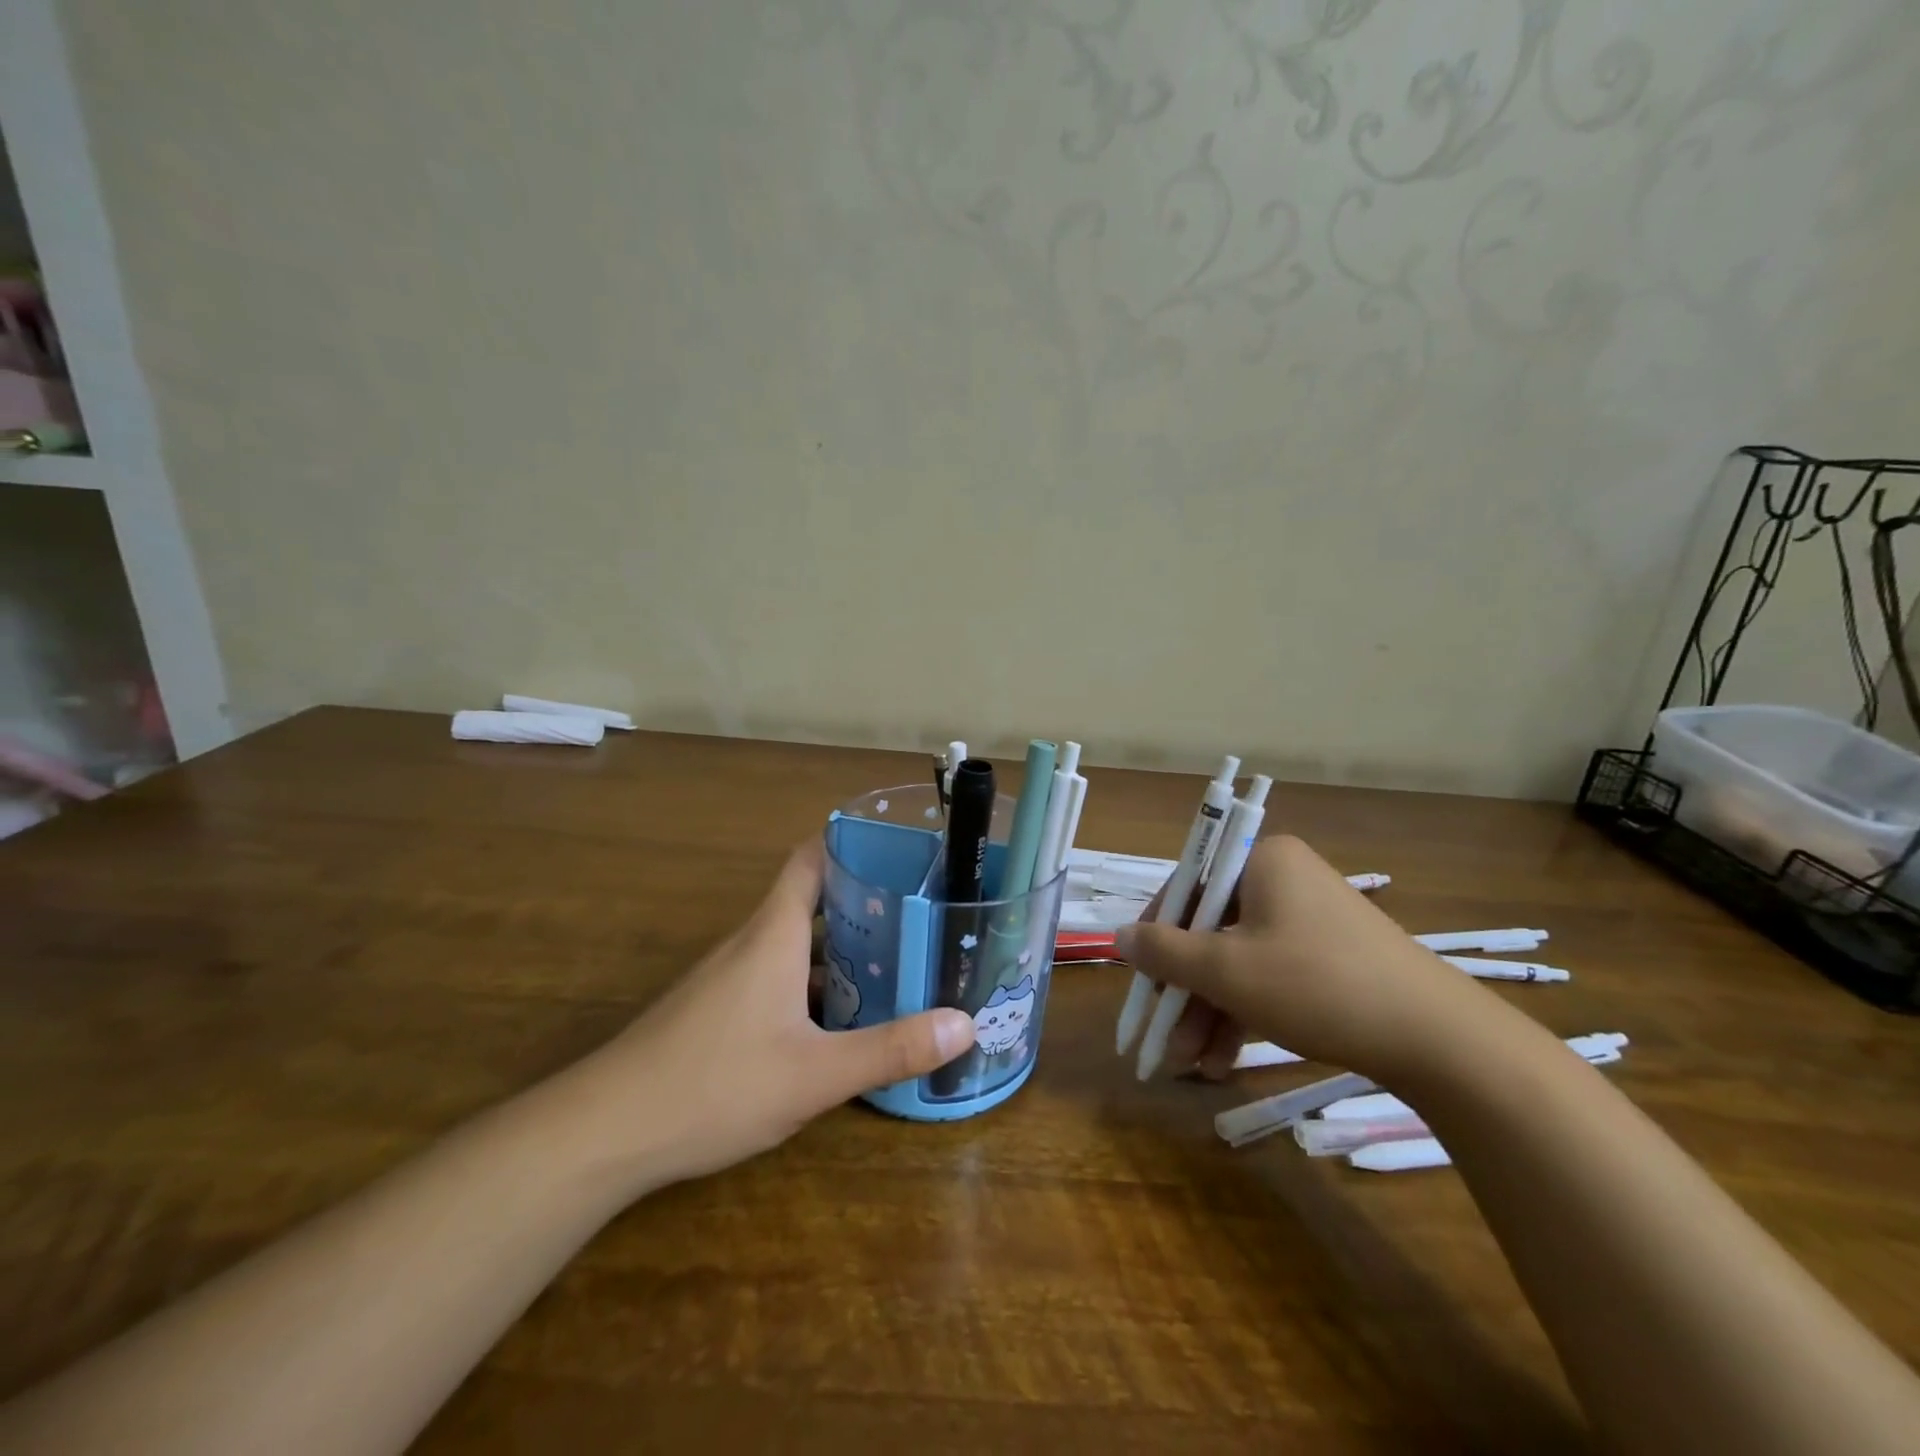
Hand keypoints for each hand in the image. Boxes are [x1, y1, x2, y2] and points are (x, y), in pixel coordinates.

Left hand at [571, 840, 972, 1192]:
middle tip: (921, 916)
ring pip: (796, 944)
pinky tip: (840, 1021)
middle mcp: (752, 943)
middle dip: (865, 903)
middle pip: (812, 901)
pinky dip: (814, 984)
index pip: (811, 859)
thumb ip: (891, 1049)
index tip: (900, 849)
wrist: (605, 1132)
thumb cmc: (715, 1084)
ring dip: (842, 948)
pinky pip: (777, 977)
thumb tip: (966, 1024)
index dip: (851, 843)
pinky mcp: (717, 1010)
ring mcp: (729, 977)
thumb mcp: (815, 1074)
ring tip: (897, 964)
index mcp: (775, 934)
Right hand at [1116, 834, 1486, 1083]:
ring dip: (1209, 1011)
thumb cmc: (1317, 985)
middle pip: (1211, 930)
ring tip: (1189, 1064)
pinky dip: (1244, 1014)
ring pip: (1239, 961)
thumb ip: (1164, 952)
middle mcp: (1283, 880)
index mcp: (1261, 861)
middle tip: (1163, 1037)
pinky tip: (1223, 1062)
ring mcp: (1310, 920)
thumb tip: (1120, 936)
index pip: (1187, 886)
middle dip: (1184, 991)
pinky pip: (1270, 976)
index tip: (1141, 980)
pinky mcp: (1330, 959)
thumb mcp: (1227, 971)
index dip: (1156, 935)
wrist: (1440, 1040)